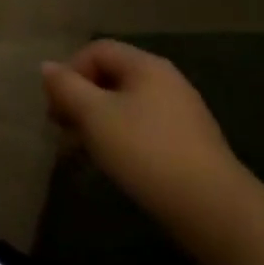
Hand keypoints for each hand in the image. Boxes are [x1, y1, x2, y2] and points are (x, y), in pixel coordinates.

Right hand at [41, 41, 255, 248]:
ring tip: (82, 151)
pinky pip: (142, 129)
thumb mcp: (94, 115)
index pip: (96, 50)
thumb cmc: (147, 151)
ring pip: (124, 106)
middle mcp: (166, 82)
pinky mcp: (188, 146)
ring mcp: (181, 115)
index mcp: (146, 66)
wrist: (216, 213)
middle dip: (80, 99)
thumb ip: (66, 86)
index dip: (70, 71)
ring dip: (96, 123)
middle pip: (110, 77)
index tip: (56, 105)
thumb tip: (47, 67)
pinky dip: (120, 140)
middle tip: (62, 128)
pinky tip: (111, 164)